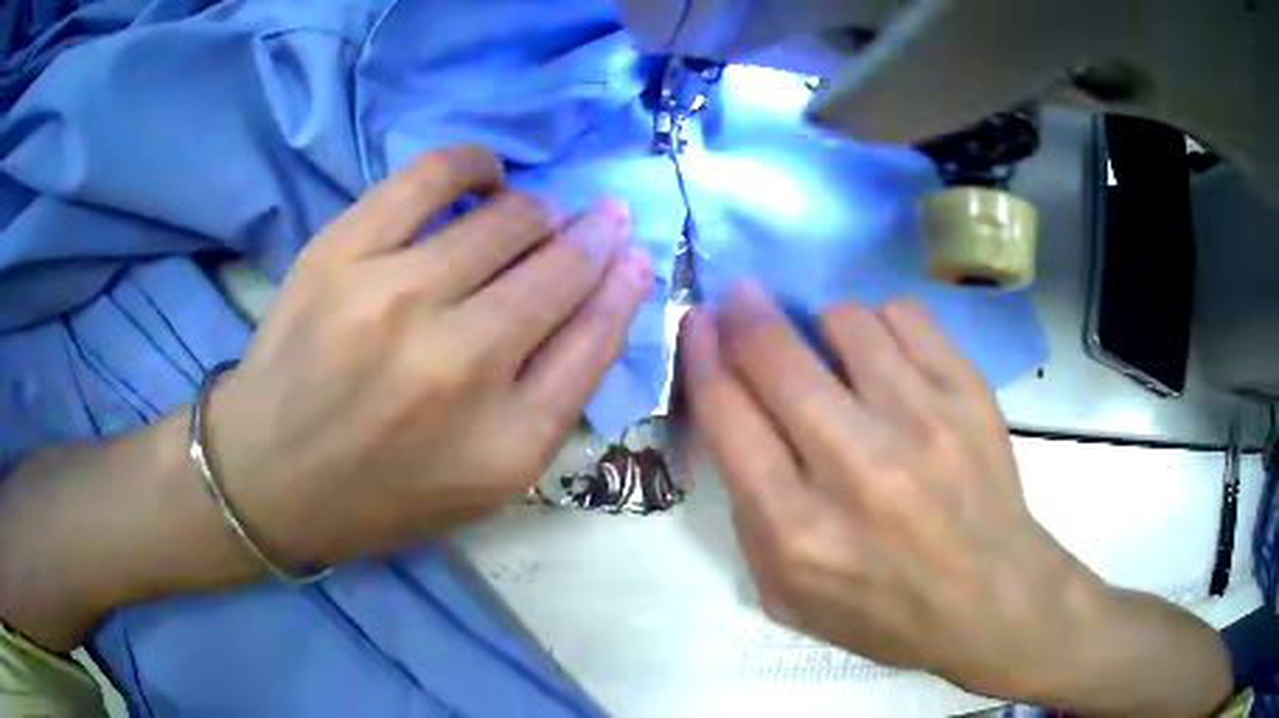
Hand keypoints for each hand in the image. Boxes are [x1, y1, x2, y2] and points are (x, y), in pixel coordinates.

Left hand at [208, 146, 652, 566]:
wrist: (269, 476)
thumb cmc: (384, 492)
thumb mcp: (487, 480)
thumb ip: (555, 395)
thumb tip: (608, 289)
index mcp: (507, 443)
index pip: (597, 337)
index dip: (624, 284)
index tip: (633, 253)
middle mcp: (460, 366)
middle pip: (561, 269)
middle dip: (593, 238)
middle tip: (594, 226)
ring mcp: (395, 300)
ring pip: (511, 217)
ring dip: (539, 213)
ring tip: (532, 220)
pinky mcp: (342, 253)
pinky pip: (436, 174)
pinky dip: (477, 165)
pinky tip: (487, 177)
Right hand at [681, 285, 1231, 714]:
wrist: (992, 596)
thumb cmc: (884, 611)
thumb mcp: (787, 596)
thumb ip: (746, 515)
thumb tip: (732, 413)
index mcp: (799, 531)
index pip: (728, 417)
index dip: (701, 356)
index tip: (698, 325)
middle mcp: (858, 467)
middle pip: (776, 356)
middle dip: (743, 314)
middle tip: (740, 299)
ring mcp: (922, 421)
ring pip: (844, 321)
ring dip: (820, 326)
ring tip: (833, 352)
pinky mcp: (967, 393)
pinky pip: (904, 315)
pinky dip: (881, 324)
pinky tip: (887, 357)